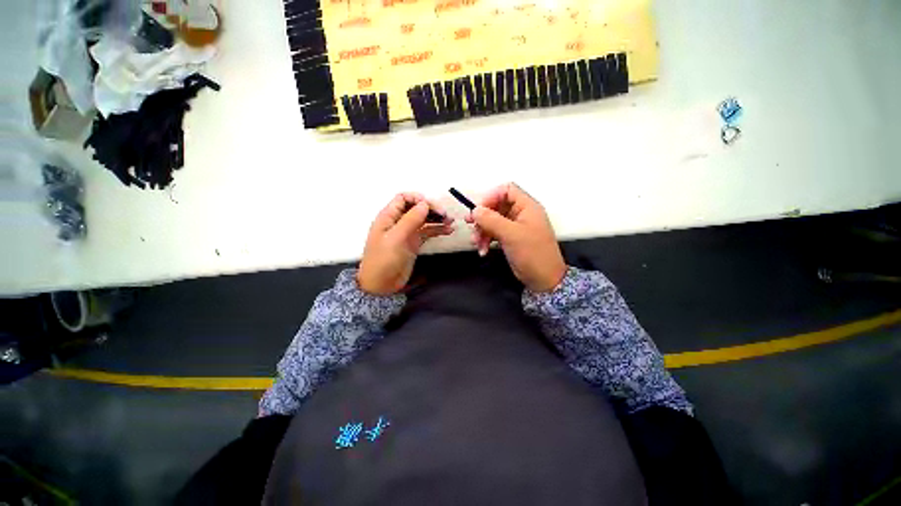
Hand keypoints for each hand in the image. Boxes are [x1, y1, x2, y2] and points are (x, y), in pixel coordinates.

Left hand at [358, 193, 453, 294]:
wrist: (381, 285)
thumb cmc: (383, 260)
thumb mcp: (395, 238)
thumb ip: (410, 220)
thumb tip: (425, 204)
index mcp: (388, 217)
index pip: (404, 198)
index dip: (418, 199)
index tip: (432, 206)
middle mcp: (398, 222)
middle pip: (416, 208)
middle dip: (431, 209)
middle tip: (445, 215)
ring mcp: (407, 233)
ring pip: (424, 219)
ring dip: (437, 219)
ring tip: (450, 222)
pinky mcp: (414, 243)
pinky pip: (427, 232)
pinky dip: (437, 230)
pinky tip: (448, 230)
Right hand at [466, 183, 566, 291]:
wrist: (543, 279)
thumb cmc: (532, 254)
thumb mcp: (511, 234)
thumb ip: (492, 220)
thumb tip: (475, 210)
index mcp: (527, 206)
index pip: (506, 190)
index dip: (491, 197)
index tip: (478, 210)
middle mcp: (520, 214)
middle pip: (496, 206)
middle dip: (482, 217)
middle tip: (470, 225)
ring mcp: (515, 227)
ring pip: (492, 221)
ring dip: (482, 231)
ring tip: (476, 243)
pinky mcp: (510, 238)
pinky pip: (494, 233)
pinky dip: (486, 240)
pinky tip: (483, 250)